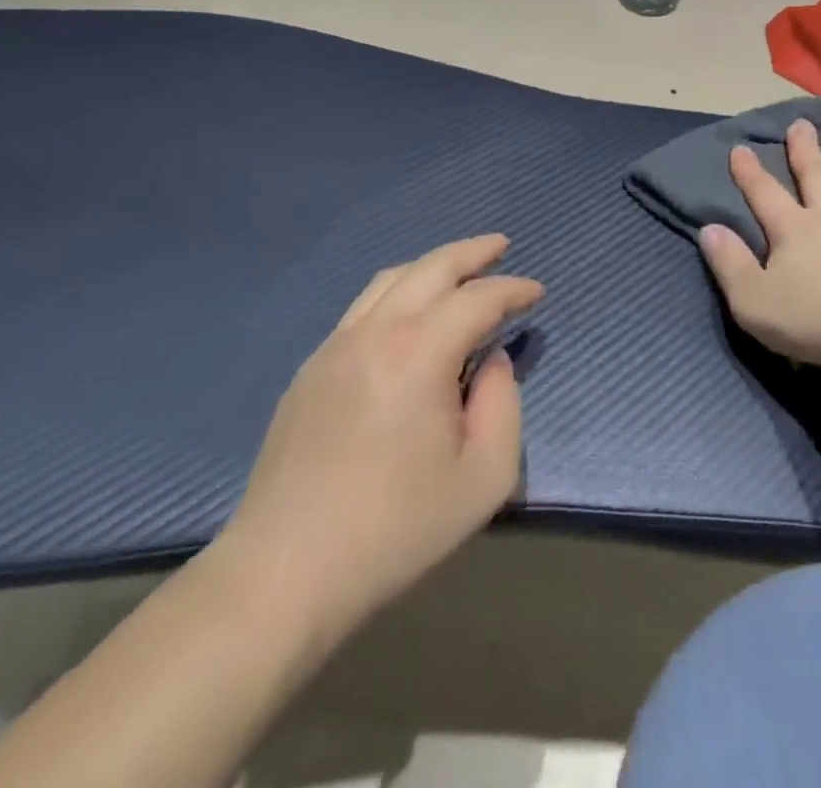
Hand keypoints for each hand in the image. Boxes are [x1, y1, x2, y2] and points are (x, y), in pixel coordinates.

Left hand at [215, 235, 540, 653]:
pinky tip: (409, 314)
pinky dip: (398, 292)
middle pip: (430, 268)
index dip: (513, 290)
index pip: (478, 298)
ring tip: (459, 269)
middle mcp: (375, 332)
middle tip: (501, 246)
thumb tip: (492, 362)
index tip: (537, 293)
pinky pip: (362, 308)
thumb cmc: (395, 529)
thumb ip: (503, 405)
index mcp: (419, 351)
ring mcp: (335, 347)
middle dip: (471, 252)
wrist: (283, 574)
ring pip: (390, 280)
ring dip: (431, 265)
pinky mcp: (310, 370)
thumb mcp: (484, 476)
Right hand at [699, 120, 820, 374]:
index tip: (740, 148)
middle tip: (801, 124)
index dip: (749, 172)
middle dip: (804, 149)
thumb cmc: (815, 318)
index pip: (764, 193)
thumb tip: (710, 229)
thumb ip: (730, 264)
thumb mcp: (754, 300)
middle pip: (814, 175)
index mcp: (791, 229)